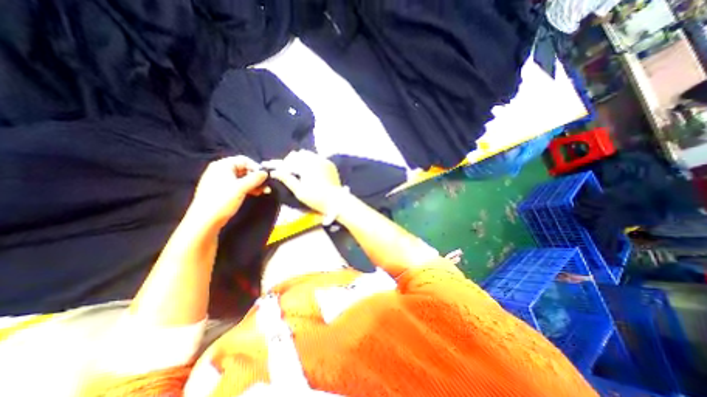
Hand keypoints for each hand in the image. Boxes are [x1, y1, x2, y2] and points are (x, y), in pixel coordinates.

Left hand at [186, 157, 266, 226]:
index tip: (265, 177)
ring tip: (265, 191)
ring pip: (243, 178)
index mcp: (223, 165)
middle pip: (244, 169)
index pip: (244, 160)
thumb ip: (255, 178)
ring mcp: (221, 181)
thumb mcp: (241, 188)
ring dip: (255, 184)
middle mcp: (221, 171)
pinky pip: (239, 185)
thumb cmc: (222, 200)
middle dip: (257, 177)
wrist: (205, 220)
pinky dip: (248, 188)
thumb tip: (266, 173)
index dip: (256, 167)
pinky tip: (256, 193)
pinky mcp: (223, 191)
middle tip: (267, 185)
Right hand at [269, 151, 342, 213]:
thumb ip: (286, 179)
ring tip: (302, 172)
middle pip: (300, 154)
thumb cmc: (316, 198)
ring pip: (310, 155)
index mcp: (307, 164)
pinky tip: (313, 172)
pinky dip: (313, 162)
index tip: (279, 170)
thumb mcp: (299, 191)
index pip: (290, 159)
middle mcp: (316, 159)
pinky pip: (319, 159)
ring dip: (303, 161)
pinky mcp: (331, 165)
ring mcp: (325, 161)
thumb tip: (274, 172)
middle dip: (293, 161)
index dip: (283, 164)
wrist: (337, 201)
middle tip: (291, 172)